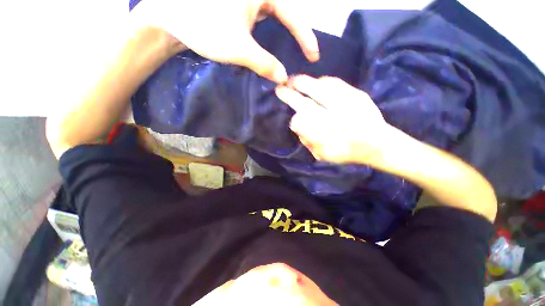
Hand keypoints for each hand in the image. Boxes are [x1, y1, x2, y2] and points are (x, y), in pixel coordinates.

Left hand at [131, 0, 318, 82]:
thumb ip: (265, 64)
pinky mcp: (236, 5)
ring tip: (291, 50)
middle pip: (285, 13)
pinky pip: (259, 18)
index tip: (314, 56)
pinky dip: (266, 32)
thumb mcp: (239, 48)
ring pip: (272, 16)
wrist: (169, 14)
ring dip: (282, 34)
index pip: (293, 15)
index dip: (306, 38)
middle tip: (305, 53)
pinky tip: (267, 42)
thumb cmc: (203, 25)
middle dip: (296, 34)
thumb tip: (284, 78)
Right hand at [275, 75, 388, 163]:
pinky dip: (323, 81)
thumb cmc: (347, 152)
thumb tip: (296, 124)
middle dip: (291, 96)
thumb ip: (308, 141)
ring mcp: (348, 105)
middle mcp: (335, 120)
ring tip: (295, 81)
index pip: (302, 125)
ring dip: (305, 84)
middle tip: (281, 89)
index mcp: (326, 137)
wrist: (378, 144)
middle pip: (307, 104)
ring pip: (320, 90)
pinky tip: (316, 82)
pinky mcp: (358, 95)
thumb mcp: (324, 154)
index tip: (291, 117)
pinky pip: (336, 84)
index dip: (294, 120)